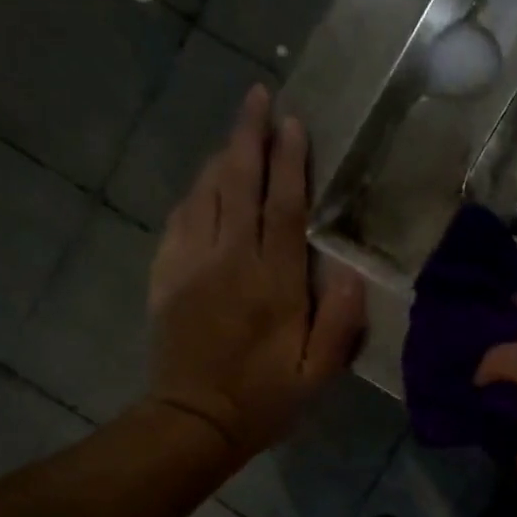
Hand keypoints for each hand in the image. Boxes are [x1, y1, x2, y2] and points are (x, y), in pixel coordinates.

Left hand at [146, 85, 365, 460]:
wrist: (193, 421)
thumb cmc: (263, 400)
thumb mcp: (317, 375)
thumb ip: (338, 323)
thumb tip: (350, 272)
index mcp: (273, 284)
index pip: (282, 208)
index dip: (289, 162)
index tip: (293, 123)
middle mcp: (230, 261)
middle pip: (239, 184)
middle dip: (249, 137)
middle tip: (258, 96)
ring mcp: (191, 264)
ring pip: (206, 194)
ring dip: (223, 157)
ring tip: (238, 129)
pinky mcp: (166, 275)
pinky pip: (180, 218)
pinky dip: (195, 192)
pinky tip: (205, 184)